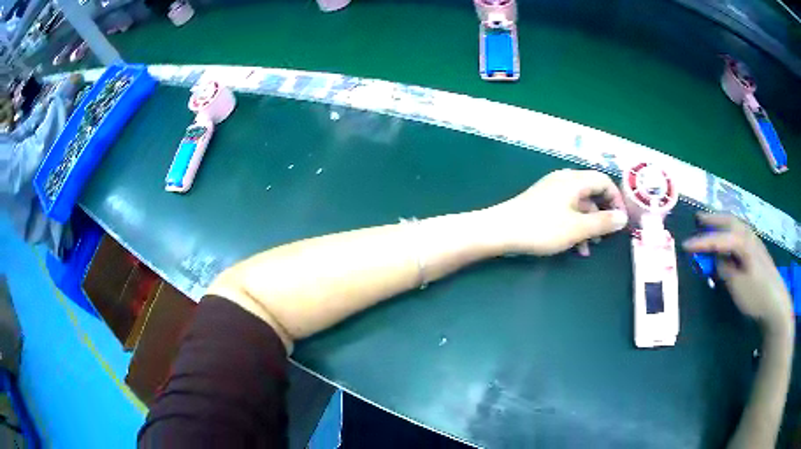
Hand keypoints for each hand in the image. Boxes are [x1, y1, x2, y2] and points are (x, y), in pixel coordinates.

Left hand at [483, 169, 628, 255]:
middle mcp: (564, 180)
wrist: (500, 231)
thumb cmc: (542, 228)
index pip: (604, 181)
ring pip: (579, 205)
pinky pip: (566, 211)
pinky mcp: (542, 203)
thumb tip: (622, 218)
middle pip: (592, 193)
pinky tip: (575, 247)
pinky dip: (574, 226)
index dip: (616, 199)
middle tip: (607, 236)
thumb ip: (602, 222)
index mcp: (574, 180)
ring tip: (591, 247)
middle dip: (602, 215)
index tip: (620, 220)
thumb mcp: (577, 228)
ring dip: (588, 225)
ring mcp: (551, 191)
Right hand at [683, 213, 793, 334]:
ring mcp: (754, 242)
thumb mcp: (737, 286)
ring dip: (722, 222)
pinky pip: (740, 232)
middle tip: (697, 219)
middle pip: (728, 222)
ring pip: (735, 225)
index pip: (718, 239)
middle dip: (712, 219)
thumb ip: (725, 269)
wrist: (776, 302)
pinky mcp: (757, 250)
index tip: (684, 245)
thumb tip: (717, 259)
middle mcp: (748, 236)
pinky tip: (728, 237)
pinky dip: (730, 230)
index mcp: (742, 243)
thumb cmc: (756, 295)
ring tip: (711, 224)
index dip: (701, 242)